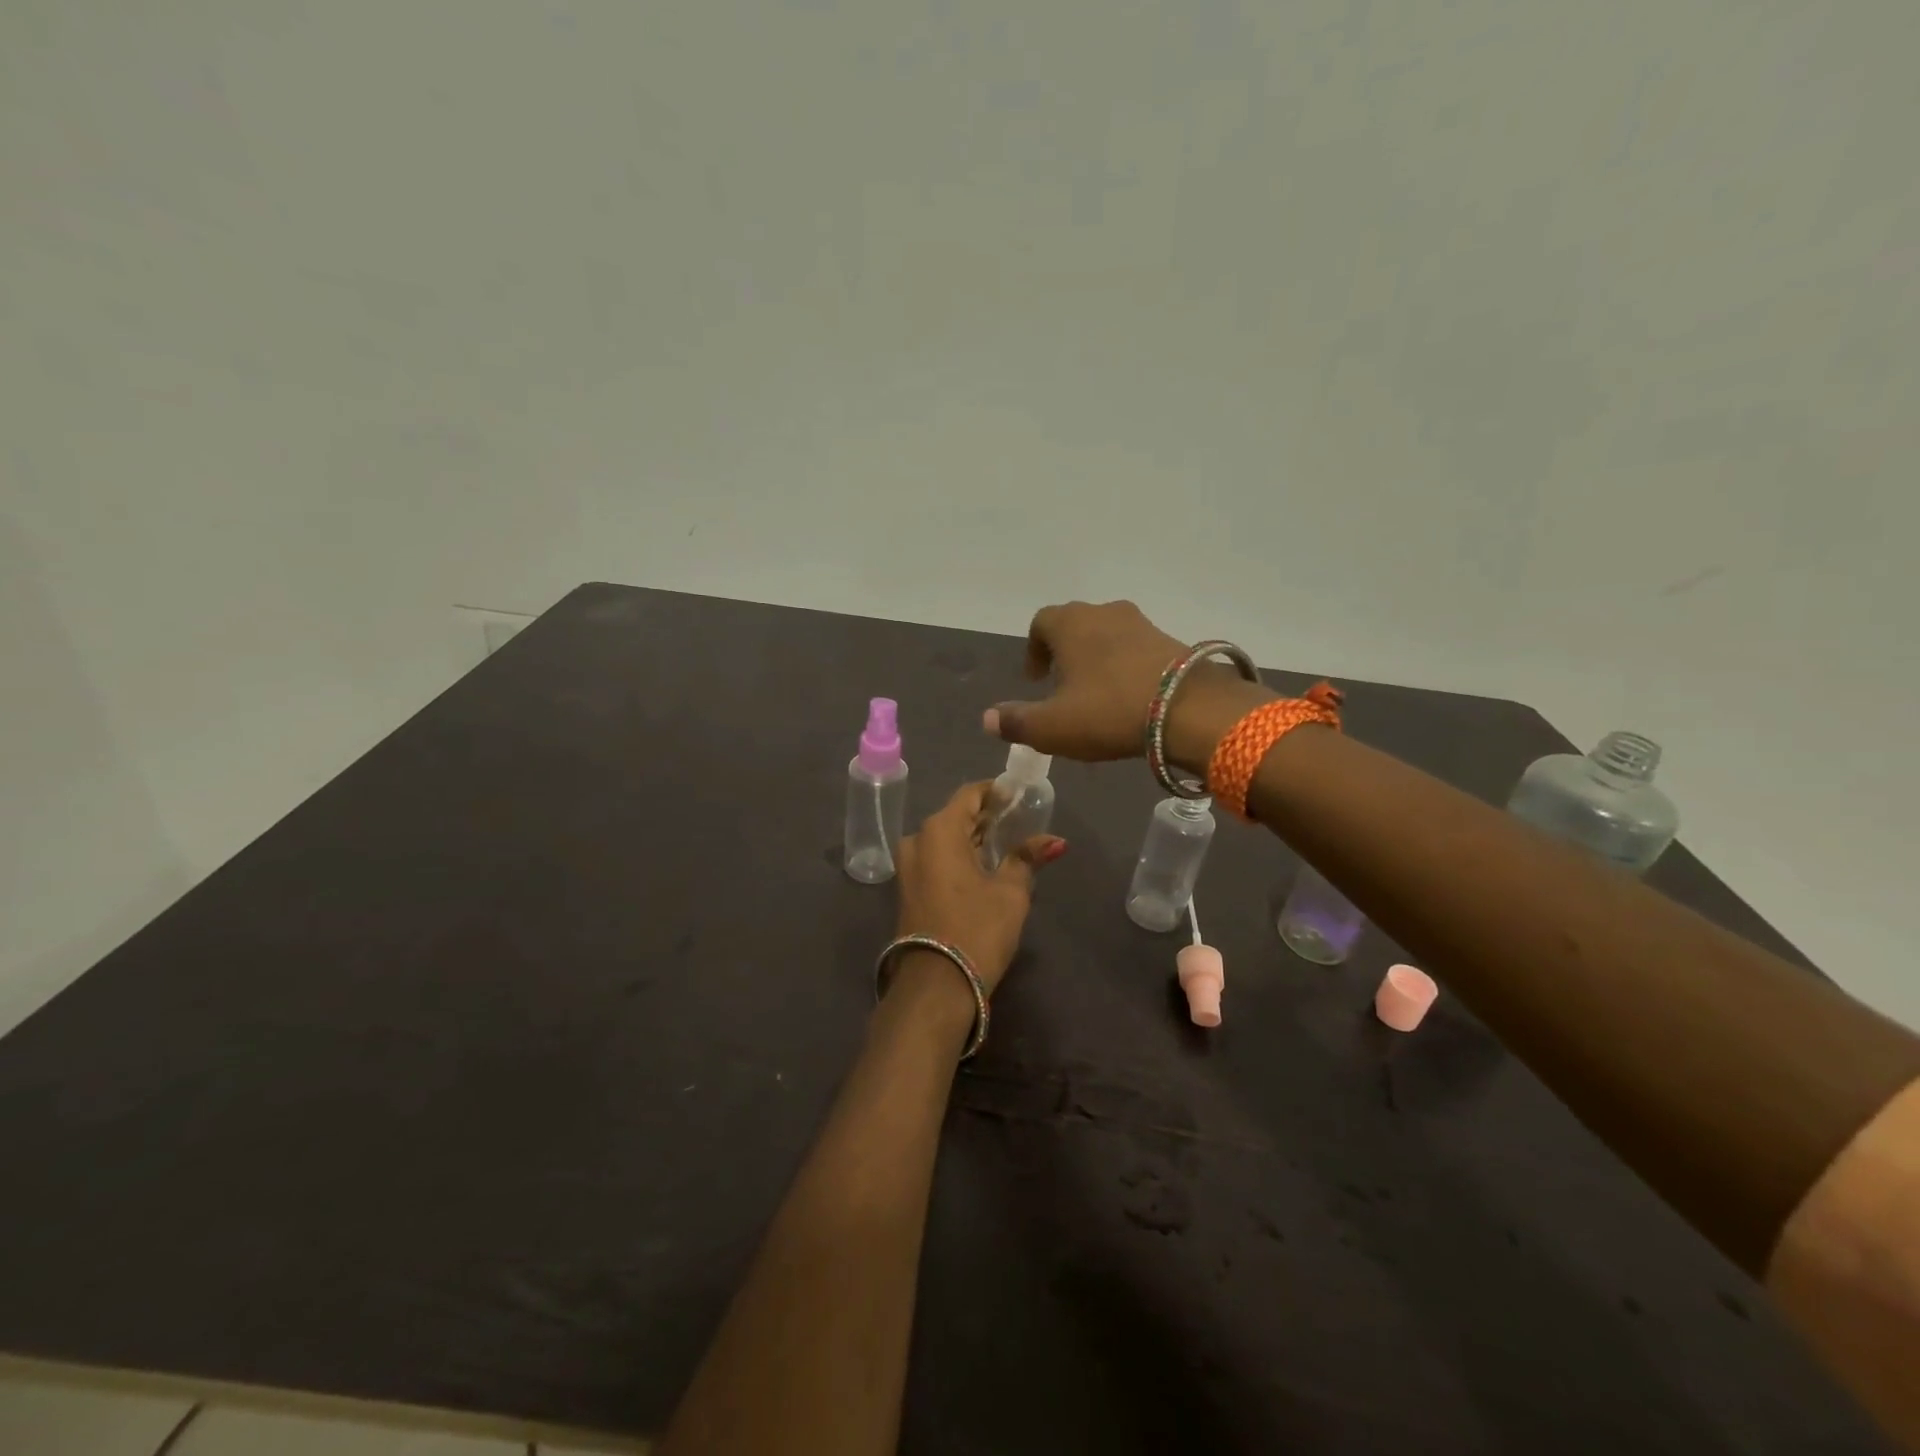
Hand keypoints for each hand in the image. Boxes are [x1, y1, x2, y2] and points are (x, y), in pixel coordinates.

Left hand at [893, 781, 1066, 995]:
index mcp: (940, 830)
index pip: (970, 794)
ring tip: (1007, 844)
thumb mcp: (1011, 892)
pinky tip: (985, 866)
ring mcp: (909, 866)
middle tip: (1019, 820)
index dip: (996, 792)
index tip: (1019, 795)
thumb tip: (1055, 841)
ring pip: (946, 840)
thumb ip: (1027, 859)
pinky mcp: (909, 890)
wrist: (936, 985)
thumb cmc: (977, 928)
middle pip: (956, 816)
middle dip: (987, 817)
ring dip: (974, 839)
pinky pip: (937, 860)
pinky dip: (961, 857)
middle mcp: (918, 840)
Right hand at [982, 600, 1271, 767]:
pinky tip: (1129, 696)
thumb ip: (1017, 721)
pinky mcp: (1172, 642)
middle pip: (1075, 624)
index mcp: (1070, 624)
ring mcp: (1142, 624)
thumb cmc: (1108, 711)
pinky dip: (1126, 665)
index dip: (1034, 649)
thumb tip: (988, 718)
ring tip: (1096, 692)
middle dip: (1065, 651)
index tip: (1035, 678)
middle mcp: (1104, 613)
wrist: (1189, 709)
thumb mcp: (1052, 726)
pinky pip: (1137, 648)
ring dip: (1097, 657)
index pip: (1041, 622)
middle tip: (1062, 684)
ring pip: (1108, 634)